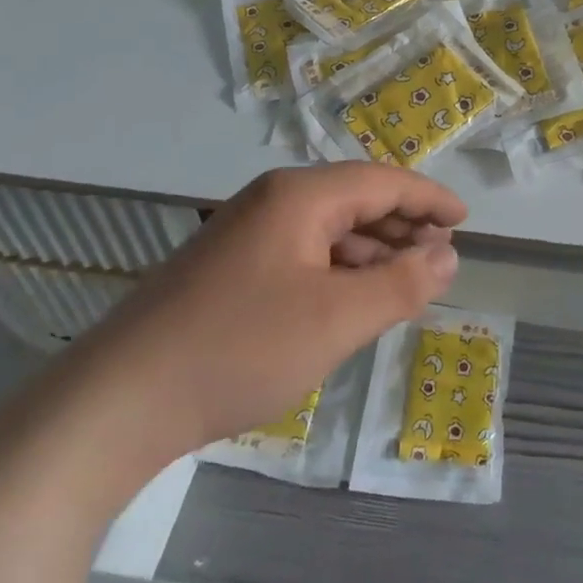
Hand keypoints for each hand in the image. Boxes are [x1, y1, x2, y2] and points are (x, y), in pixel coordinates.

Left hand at [65, 164, 465, 484]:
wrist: (118, 401)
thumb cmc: (240, 349)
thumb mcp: (337, 319)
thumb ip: (401, 283)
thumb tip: (447, 254)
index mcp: (299, 196)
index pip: (382, 181)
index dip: (429, 198)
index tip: (465, 219)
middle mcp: (271, 201)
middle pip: (354, 199)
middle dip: (403, 224)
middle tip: (442, 254)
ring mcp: (243, 234)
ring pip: (327, 228)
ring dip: (372, 249)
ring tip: (406, 280)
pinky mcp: (227, 268)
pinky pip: (301, 253)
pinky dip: (337, 269)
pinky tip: (349, 301)